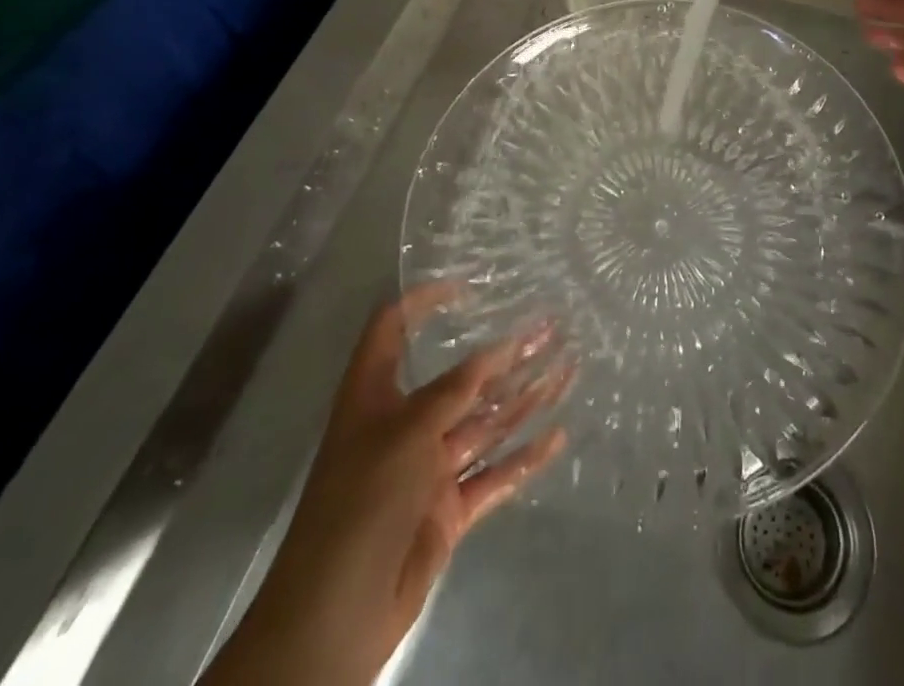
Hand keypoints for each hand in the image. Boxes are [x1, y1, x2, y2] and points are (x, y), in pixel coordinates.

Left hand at [206, 288, 568, 685]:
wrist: (335, 614)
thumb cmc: (362, 501)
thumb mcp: (408, 431)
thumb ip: (458, 389)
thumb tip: (500, 348)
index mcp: (375, 395)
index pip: (392, 329)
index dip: (423, 302)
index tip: (467, 288)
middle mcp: (404, 423)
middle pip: (461, 378)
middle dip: (506, 354)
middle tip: (552, 328)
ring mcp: (428, 468)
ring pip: (486, 423)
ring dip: (526, 398)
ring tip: (568, 369)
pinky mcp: (447, 509)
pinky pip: (494, 475)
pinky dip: (525, 458)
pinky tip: (558, 436)